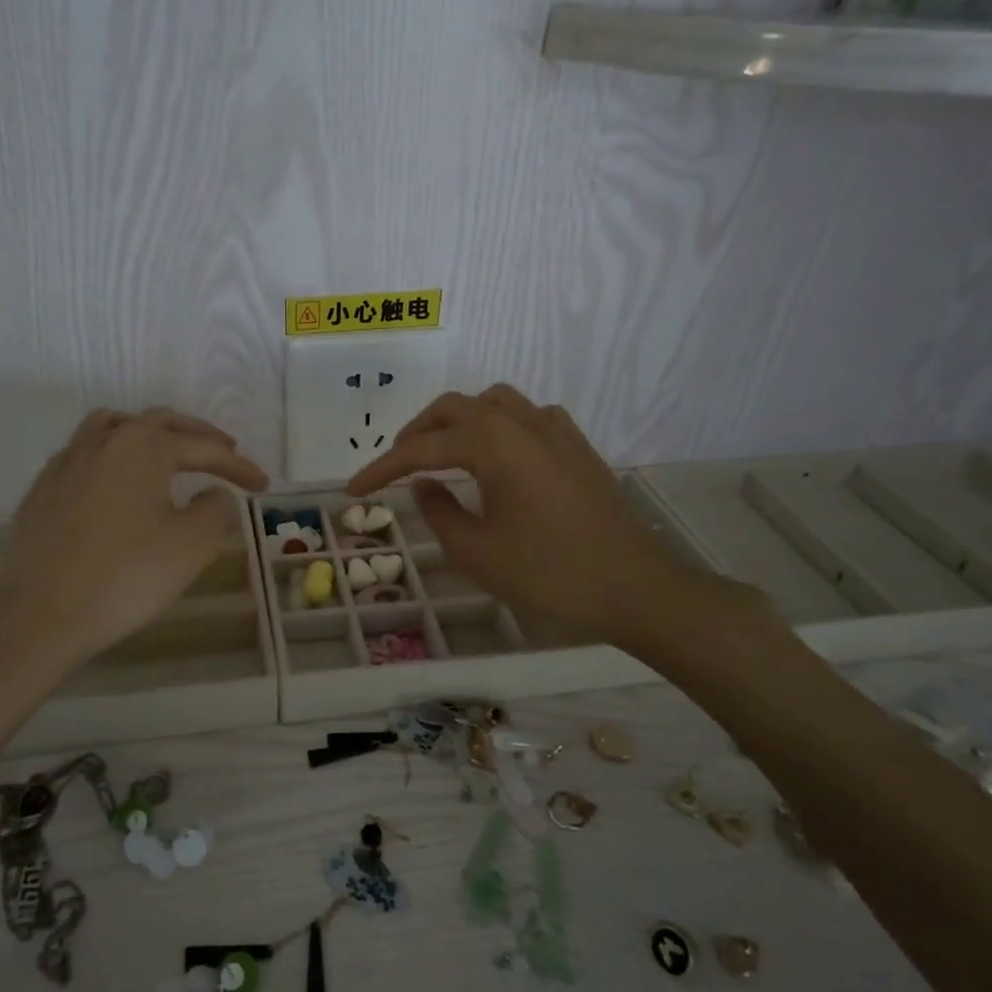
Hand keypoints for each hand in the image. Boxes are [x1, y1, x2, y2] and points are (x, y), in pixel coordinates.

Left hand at [0, 407, 268, 673]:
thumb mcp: (191, 547)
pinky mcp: (42, 490)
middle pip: (158, 423)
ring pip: (113, 426)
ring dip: (148, 433)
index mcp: (144, 447)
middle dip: (196, 437)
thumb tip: (214, 495)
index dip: (238, 466)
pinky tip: (114, 480)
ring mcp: (67, 463)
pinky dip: (111, 454)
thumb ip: (216, 510)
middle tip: (223, 453)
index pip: (203, 448)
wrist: (40, 615)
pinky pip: (84, 452)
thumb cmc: (125, 577)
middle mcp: (104, 442)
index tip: (263, 486)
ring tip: (166, 451)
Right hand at [346, 385, 751, 653]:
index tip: (353, 490)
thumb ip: (439, 512)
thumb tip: (424, 484)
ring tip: (443, 452)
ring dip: (458, 420)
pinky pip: (528, 416)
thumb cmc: (551, 574)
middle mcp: (522, 424)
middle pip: (455, 409)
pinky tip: (499, 454)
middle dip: (417, 433)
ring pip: (493, 402)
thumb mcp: (479, 553)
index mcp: (493, 445)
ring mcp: (555, 431)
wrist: (638, 588)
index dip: (381, 469)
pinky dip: (499, 425)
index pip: (421, 449)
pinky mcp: (578, 447)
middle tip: (395, 466)